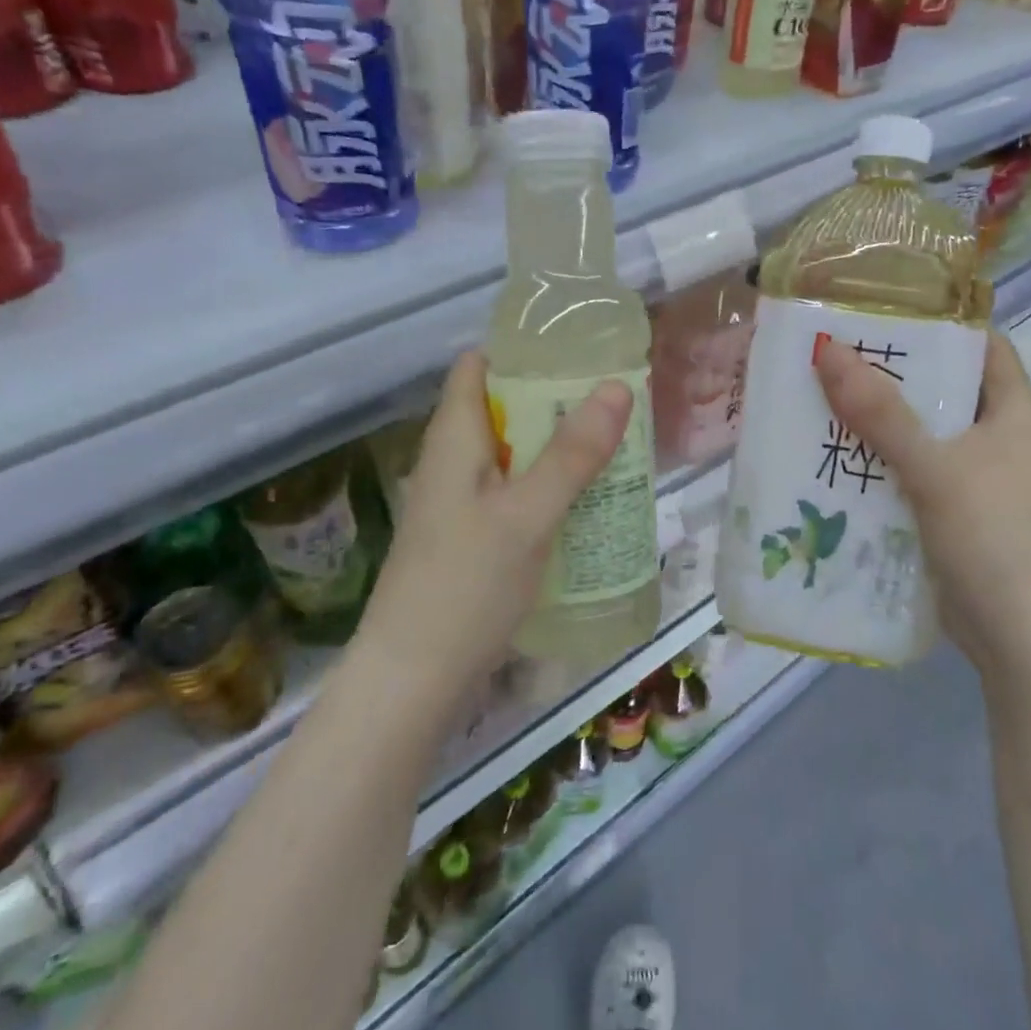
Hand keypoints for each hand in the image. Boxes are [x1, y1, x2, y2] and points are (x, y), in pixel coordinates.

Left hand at [357, 351, 631, 691]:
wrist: (414, 680)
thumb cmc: (465, 585)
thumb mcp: (527, 514)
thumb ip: (572, 454)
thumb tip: (616, 386)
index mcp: (454, 438)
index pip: (478, 366)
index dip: (522, 350)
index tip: (579, 348)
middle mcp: (453, 462)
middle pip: (503, 409)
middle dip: (556, 401)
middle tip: (615, 399)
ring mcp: (461, 504)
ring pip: (514, 455)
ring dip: (558, 447)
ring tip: (615, 444)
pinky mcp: (473, 539)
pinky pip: (516, 495)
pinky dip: (550, 488)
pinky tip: (589, 502)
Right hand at [814, 330, 1030, 667]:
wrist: (1023, 642)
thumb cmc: (994, 540)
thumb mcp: (934, 469)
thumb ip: (881, 412)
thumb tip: (827, 349)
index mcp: (1015, 412)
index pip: (981, 345)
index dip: (936, 323)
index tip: (877, 312)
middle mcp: (999, 438)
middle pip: (941, 389)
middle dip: (888, 375)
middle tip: (829, 358)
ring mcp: (977, 479)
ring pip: (921, 435)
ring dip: (875, 423)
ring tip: (818, 402)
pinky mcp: (955, 514)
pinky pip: (910, 474)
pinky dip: (877, 465)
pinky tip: (833, 462)